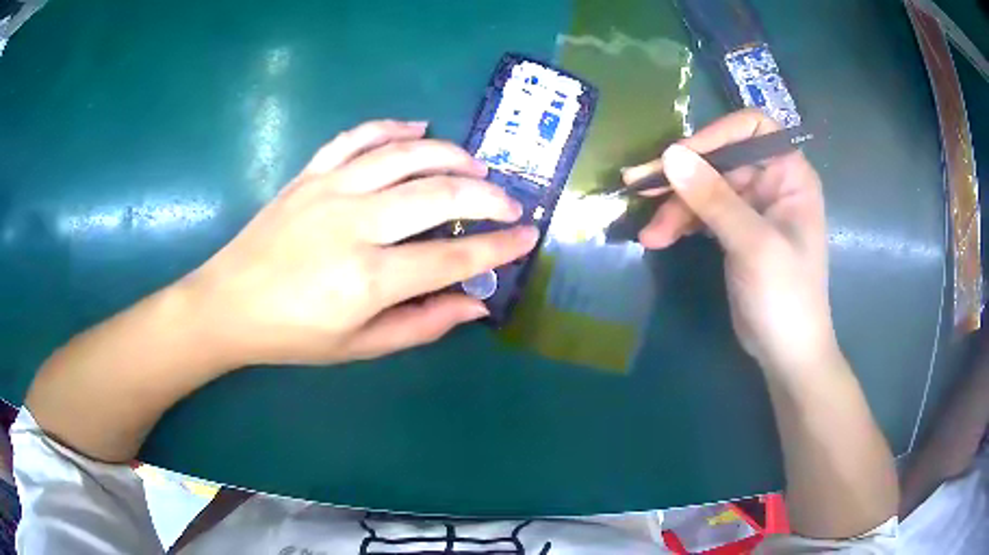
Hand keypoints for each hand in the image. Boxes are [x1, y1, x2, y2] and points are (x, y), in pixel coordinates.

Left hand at [183, 120, 537, 366]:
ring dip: (450, 154)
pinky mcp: (310, 174)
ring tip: (475, 164)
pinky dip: (391, 126)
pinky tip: (418, 127)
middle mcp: (354, 224)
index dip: (499, 247)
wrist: (229, 304)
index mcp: (368, 279)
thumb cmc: (293, 334)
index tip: (527, 236)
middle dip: (487, 195)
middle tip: (508, 202)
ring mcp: (330, 190)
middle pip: (439, 193)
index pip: (453, 257)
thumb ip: (421, 324)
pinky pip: (357, 136)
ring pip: (405, 154)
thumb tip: (475, 304)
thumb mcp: (359, 347)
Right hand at [623, 110, 836, 374]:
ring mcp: (752, 206)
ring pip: (705, 186)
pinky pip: (702, 212)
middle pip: (720, 159)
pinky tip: (659, 239)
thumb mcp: (752, 244)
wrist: (786, 353)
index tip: (680, 155)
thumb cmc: (785, 296)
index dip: (716, 134)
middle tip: (638, 185)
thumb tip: (670, 155)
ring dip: (675, 206)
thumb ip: (714, 198)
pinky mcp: (735, 229)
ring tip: (649, 233)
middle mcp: (771, 182)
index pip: (752, 129)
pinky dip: (680, 223)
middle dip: (682, 175)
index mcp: (790, 175)